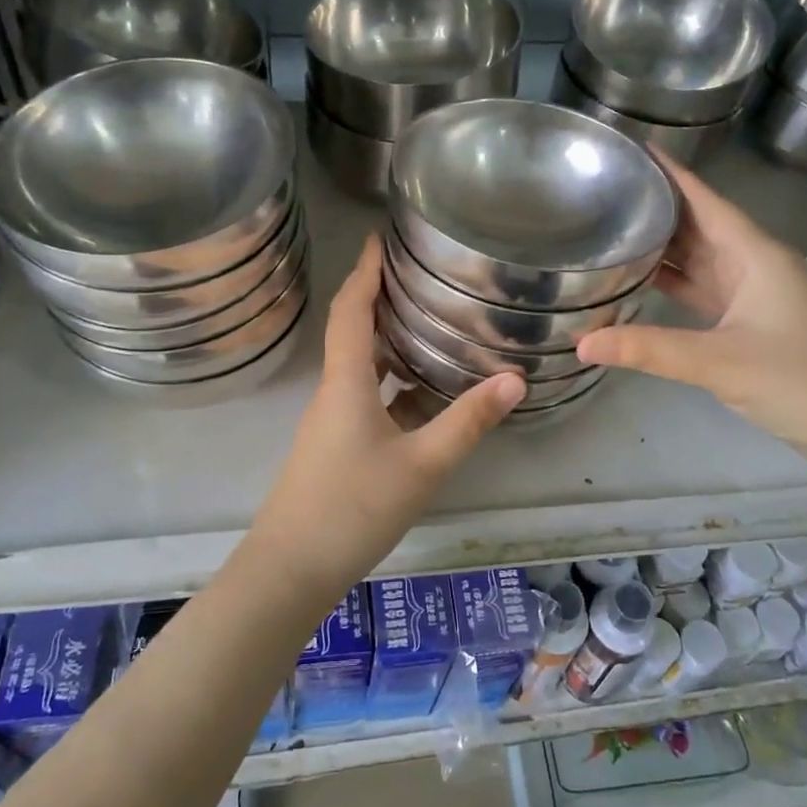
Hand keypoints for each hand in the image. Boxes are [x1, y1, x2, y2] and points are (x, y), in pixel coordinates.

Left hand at [247, 236, 523, 598]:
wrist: (292, 569)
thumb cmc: (353, 508)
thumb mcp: (422, 464)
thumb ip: (468, 421)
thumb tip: (515, 378)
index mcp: (346, 381)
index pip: (352, 309)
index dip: (364, 270)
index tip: (379, 237)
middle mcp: (334, 391)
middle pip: (355, 332)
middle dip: (382, 300)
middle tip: (421, 277)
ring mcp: (332, 421)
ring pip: (362, 368)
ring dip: (390, 344)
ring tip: (432, 326)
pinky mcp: (336, 447)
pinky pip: (367, 399)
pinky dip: (394, 385)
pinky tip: (425, 396)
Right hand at [576, 156, 806, 469]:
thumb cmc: (802, 381)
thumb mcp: (719, 362)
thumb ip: (649, 350)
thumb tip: (581, 343)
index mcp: (755, 255)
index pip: (704, 200)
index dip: (669, 173)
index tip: (630, 149)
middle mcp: (756, 265)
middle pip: (699, 225)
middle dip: (656, 207)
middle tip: (604, 190)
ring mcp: (756, 295)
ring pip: (701, 259)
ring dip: (663, 246)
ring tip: (613, 228)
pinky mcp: (752, 324)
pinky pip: (705, 290)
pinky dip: (674, 284)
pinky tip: (642, 282)